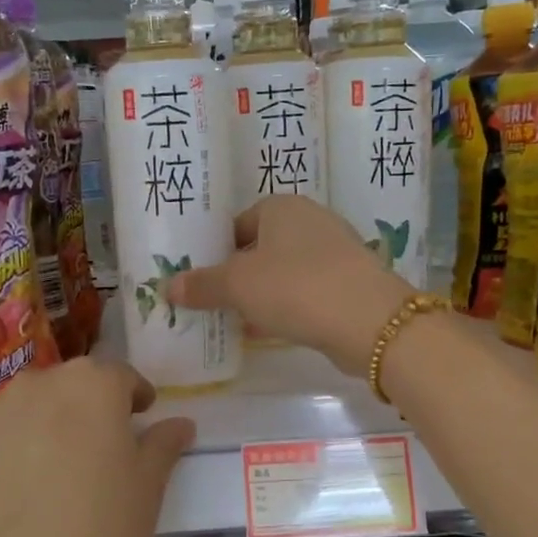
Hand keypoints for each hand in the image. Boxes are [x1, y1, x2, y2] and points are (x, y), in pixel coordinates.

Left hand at [0, 359, 193, 536]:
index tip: (141, 421)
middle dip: (92, 407)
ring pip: (34, 406)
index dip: (135, 398)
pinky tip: (24, 492)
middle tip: (104, 452)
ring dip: (52, 423)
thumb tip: (179, 424)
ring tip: (61, 473)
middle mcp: (40, 384)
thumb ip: (163, 445)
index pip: (121, 376)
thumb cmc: (100, 535)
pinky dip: (18, 447)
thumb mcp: (147, 489)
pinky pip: (2, 433)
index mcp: (92, 384)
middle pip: (74, 385)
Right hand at [167, 196, 413, 376]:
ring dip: (261, 293)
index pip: (237, 223)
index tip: (198, 278)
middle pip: (260, 247)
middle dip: (237, 274)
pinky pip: (305, 291)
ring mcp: (335, 251)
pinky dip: (286, 306)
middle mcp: (311, 220)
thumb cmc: (295, 287)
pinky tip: (269, 330)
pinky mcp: (349, 283)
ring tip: (234, 319)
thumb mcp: (238, 285)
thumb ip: (202, 285)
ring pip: (284, 271)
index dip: (215, 250)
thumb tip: (168, 287)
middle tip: (211, 301)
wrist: (369, 321)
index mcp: (282, 207)